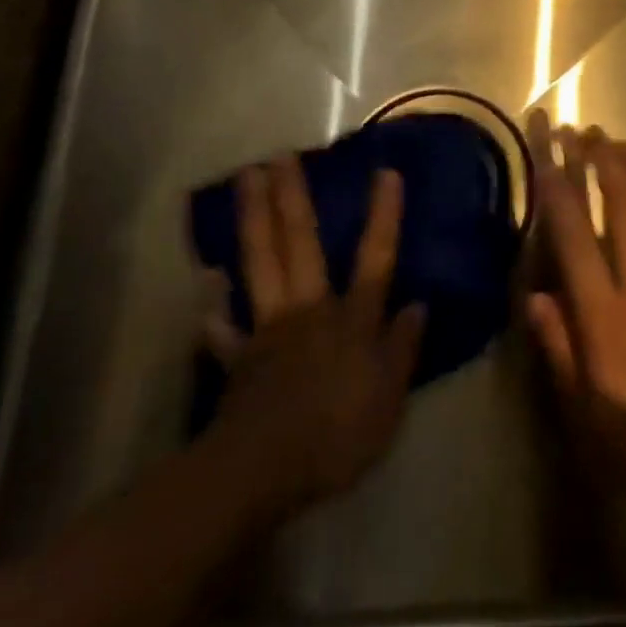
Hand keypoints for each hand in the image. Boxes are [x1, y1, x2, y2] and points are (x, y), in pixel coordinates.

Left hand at [206, 157, 424, 516]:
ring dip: (253, 220)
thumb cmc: (338, 435)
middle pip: (301, 244)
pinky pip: (225, 329)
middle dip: (292, 198)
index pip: (375, 258)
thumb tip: (419, 304)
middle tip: (280, 155)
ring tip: (244, 181)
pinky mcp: (240, 357)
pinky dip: (215, 309)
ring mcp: (269, 328)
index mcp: (352, 319)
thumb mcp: (389, 400)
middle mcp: (309, 309)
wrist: (264, 470)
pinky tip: (206, 285)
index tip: (386, 171)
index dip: (383, 216)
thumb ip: (403, 349)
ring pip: (261, 263)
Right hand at [524, 110, 625, 526]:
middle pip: (620, 203)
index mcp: (603, 312)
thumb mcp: (583, 411)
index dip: (557, 183)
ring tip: (617, 141)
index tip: (546, 147)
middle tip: (585, 130)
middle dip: (600, 160)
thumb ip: (557, 347)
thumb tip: (533, 295)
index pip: (573, 231)